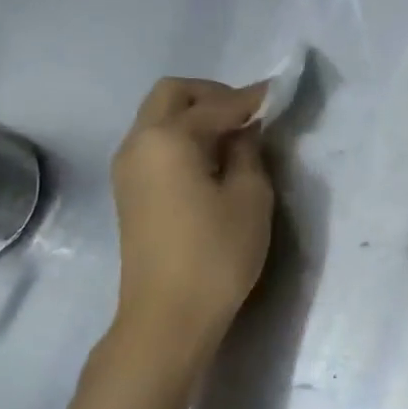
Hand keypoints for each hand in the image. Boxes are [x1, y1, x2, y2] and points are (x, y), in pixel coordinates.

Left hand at [110, 77, 274, 352]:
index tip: (279, 91)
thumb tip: (243, 131)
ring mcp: (128, 168)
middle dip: (212, 95)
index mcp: (168, 138)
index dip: (252, 97)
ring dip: (195, 115)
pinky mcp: (129, 191)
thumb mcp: (249, 197)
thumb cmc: (216, 254)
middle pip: (171, 95)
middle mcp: (139, 143)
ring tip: (234, 137)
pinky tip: (212, 160)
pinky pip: (155, 144)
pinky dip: (182, 137)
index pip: (216, 104)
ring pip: (159, 118)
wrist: (167, 317)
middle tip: (248, 114)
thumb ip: (248, 152)